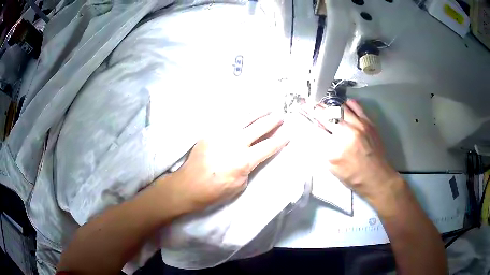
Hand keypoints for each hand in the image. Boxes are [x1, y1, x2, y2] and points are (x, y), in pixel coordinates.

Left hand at [165, 112, 289, 212]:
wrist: (189, 185)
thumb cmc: (215, 191)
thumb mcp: (239, 185)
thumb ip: (249, 168)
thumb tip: (253, 156)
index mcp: (244, 160)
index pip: (268, 147)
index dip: (280, 140)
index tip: (288, 134)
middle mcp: (235, 143)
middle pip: (259, 128)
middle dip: (272, 121)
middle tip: (281, 116)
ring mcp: (221, 135)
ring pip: (243, 119)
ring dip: (258, 112)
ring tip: (267, 108)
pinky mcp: (210, 132)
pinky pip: (227, 120)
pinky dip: (239, 115)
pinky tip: (245, 111)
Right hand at [310, 99, 400, 204]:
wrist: (378, 178)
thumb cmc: (353, 178)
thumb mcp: (332, 168)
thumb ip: (321, 149)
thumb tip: (312, 131)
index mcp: (333, 150)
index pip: (313, 129)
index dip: (303, 119)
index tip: (297, 112)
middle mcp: (346, 133)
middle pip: (324, 114)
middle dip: (313, 109)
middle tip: (306, 105)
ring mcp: (358, 125)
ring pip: (337, 106)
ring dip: (327, 106)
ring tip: (323, 106)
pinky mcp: (368, 122)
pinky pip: (354, 105)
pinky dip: (344, 104)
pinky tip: (341, 107)